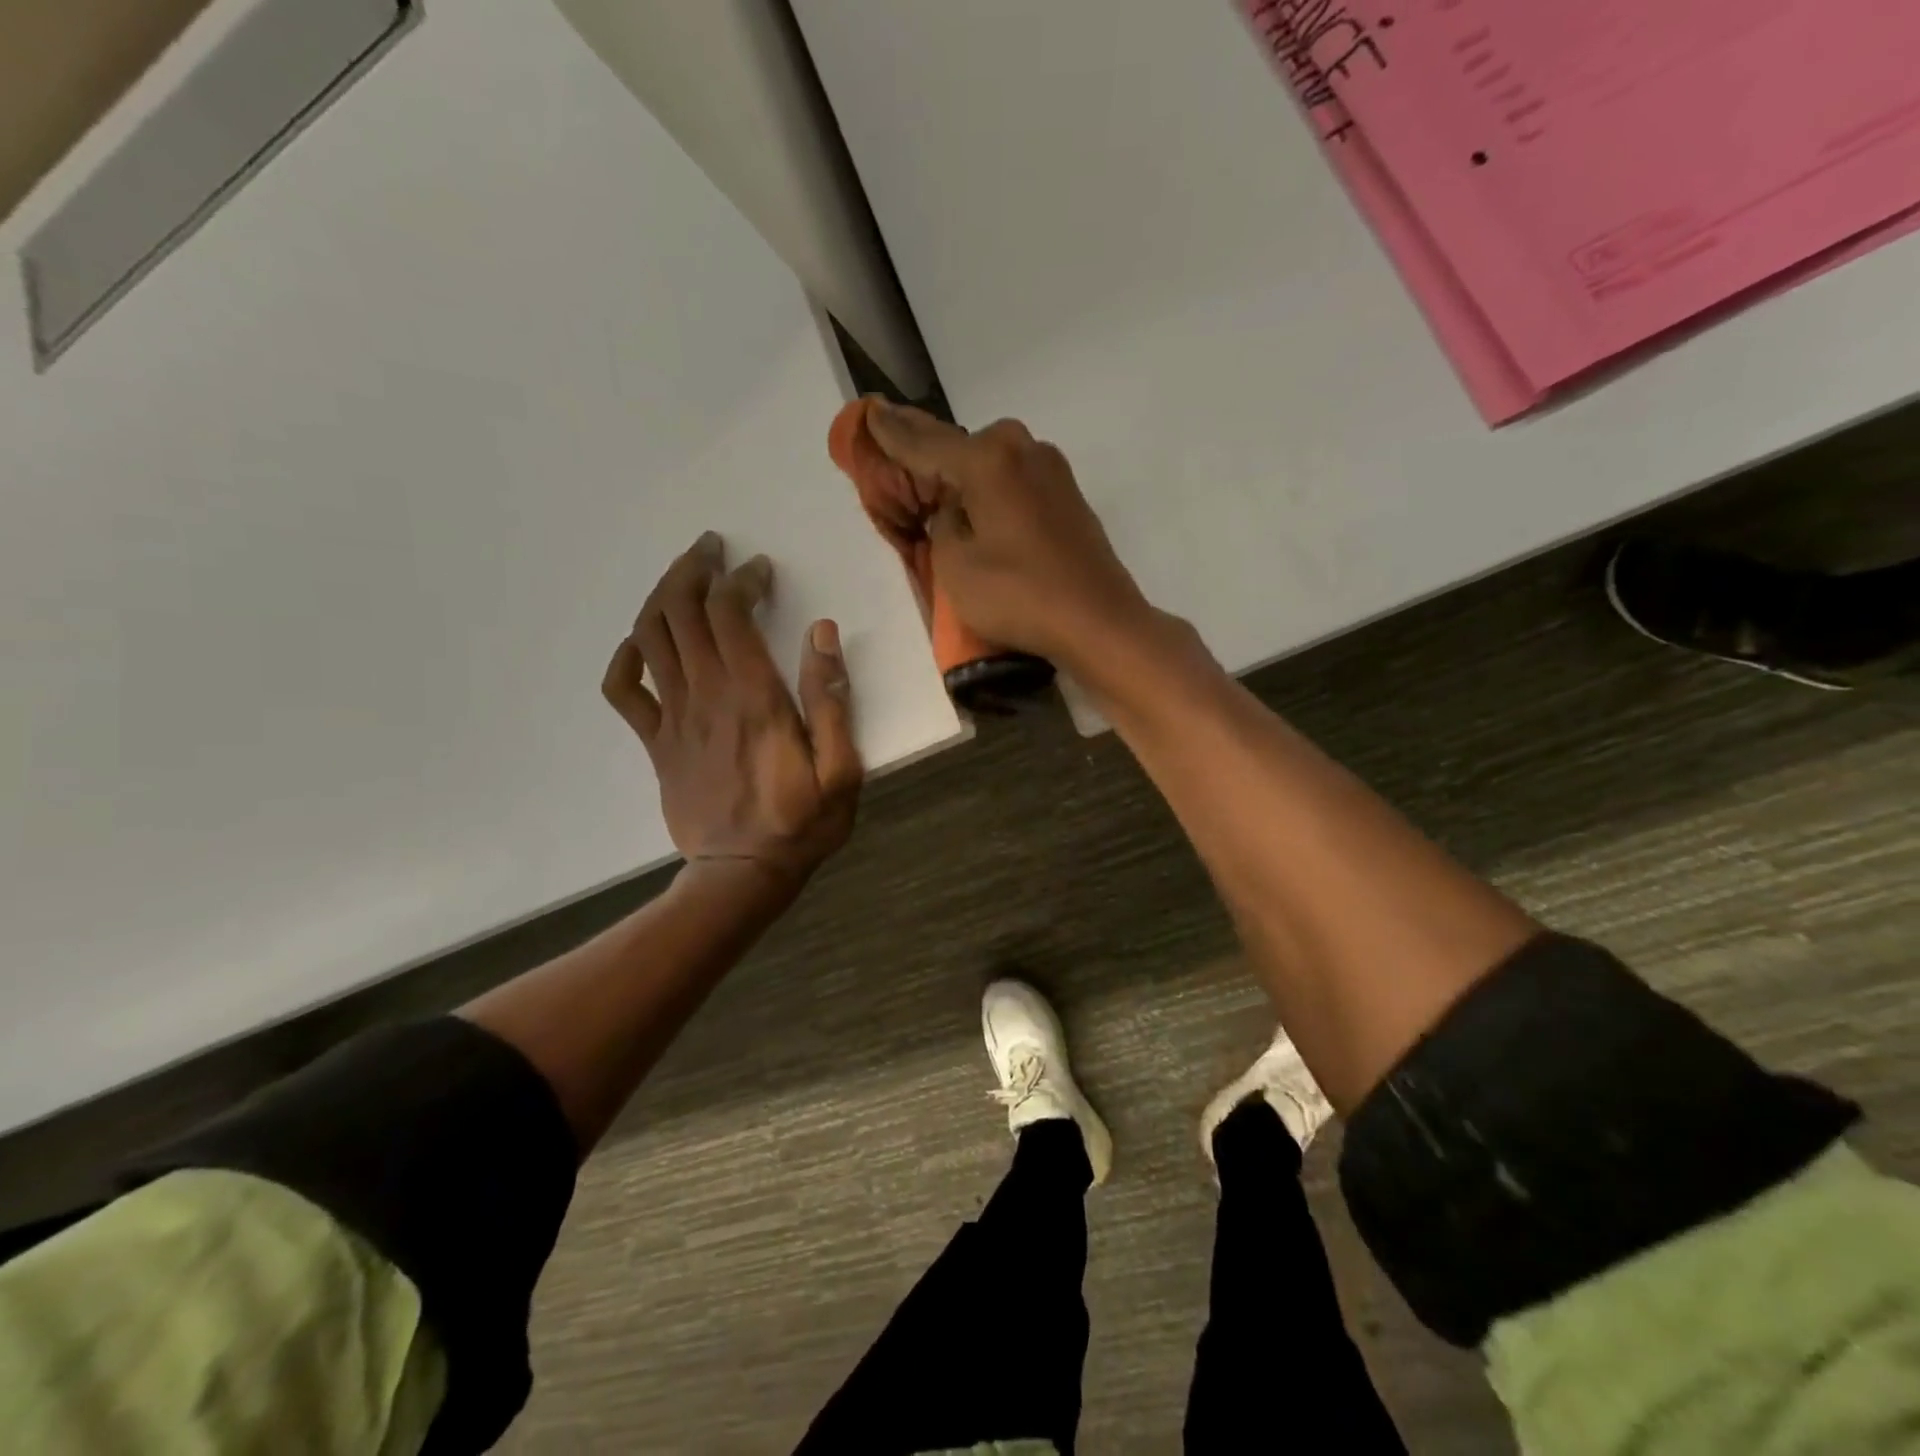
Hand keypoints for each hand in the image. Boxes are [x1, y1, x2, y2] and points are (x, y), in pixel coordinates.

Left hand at [601, 533, 862, 887]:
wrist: (741, 874)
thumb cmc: (800, 823)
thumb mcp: (841, 770)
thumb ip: (831, 701)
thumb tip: (822, 633)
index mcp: (753, 698)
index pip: (730, 614)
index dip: (741, 580)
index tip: (760, 571)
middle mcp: (706, 696)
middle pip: (680, 611)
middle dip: (693, 569)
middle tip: (712, 549)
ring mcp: (673, 719)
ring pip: (650, 637)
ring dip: (662, 596)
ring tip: (684, 577)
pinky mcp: (656, 743)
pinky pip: (624, 691)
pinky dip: (625, 657)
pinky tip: (642, 643)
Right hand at [864, 400, 1158, 670]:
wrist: (1099, 622)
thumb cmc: (1020, 596)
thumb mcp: (956, 565)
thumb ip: (942, 523)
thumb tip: (954, 507)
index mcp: (988, 459)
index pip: (924, 442)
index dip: (892, 432)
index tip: (870, 412)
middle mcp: (1022, 450)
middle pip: (961, 447)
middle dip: (930, 456)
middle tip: (900, 465)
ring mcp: (1052, 471)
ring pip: (991, 464)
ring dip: (963, 476)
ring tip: (937, 493)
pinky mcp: (1068, 497)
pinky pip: (1015, 482)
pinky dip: (992, 491)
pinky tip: (980, 510)